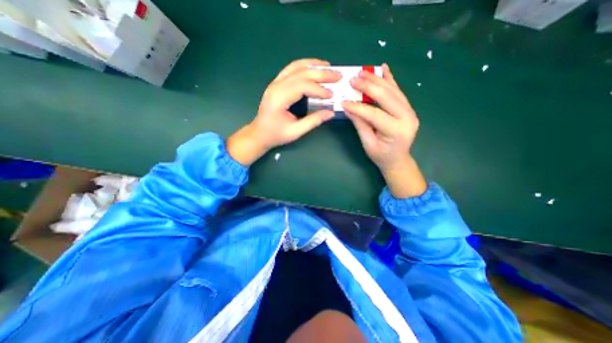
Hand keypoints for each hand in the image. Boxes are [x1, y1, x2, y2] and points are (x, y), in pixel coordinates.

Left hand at [227, 59, 341, 165]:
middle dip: (321, 74)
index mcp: (279, 99)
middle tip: (338, 76)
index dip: (319, 89)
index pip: (302, 86)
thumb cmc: (276, 135)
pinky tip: (314, 68)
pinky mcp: (276, 83)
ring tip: (329, 67)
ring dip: (313, 65)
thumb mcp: (295, 132)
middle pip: (301, 73)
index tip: (332, 95)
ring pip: (296, 66)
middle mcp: (276, 86)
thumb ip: (313, 121)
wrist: (259, 134)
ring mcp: (275, 83)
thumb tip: (331, 113)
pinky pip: (291, 69)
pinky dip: (305, 66)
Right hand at [343, 62, 426, 198]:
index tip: (343, 101)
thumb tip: (348, 108)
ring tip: (363, 72)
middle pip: (386, 97)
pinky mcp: (408, 109)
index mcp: (396, 131)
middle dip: (368, 86)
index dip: (358, 107)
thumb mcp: (368, 143)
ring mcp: (410, 111)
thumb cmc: (381, 156)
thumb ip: (360, 124)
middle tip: (354, 79)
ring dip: (377, 80)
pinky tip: (384, 69)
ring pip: (393, 91)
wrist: (398, 160)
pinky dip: (391, 80)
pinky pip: (399, 92)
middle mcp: (407, 118)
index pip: (374, 114)